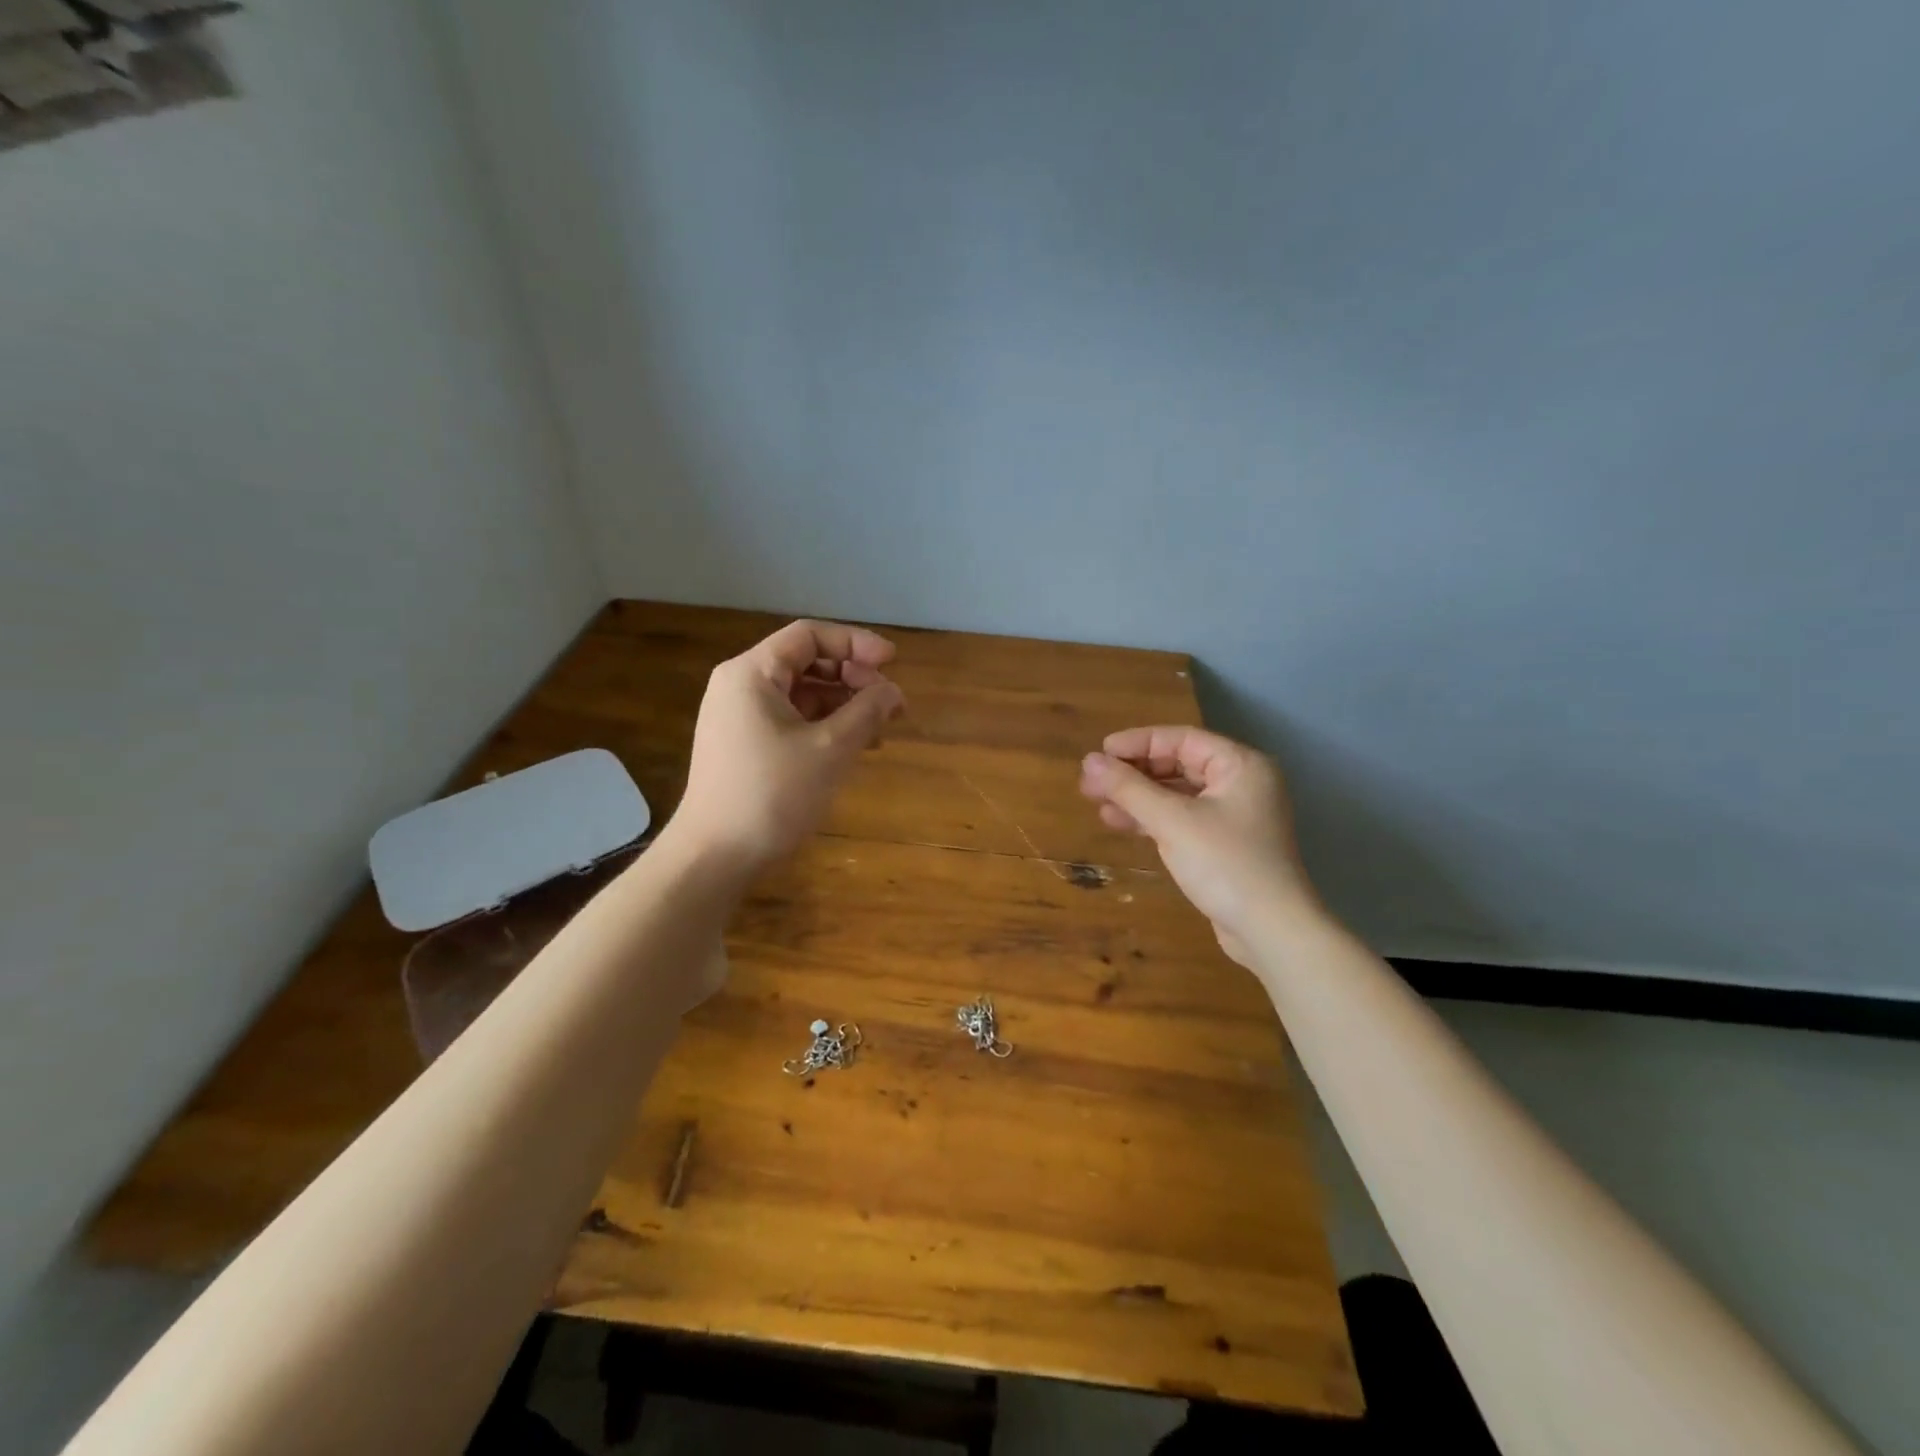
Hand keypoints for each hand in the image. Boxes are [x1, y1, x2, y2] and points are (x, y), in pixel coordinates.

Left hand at [674, 620, 904, 873]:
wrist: (715, 857)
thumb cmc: (772, 795)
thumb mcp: (830, 749)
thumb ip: (867, 711)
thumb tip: (893, 691)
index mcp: (752, 673)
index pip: (809, 636)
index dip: (856, 643)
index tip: (893, 663)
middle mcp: (741, 686)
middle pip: (806, 663)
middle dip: (854, 677)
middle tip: (891, 703)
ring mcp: (740, 718)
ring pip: (802, 694)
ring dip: (844, 704)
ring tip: (881, 728)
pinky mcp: (745, 746)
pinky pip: (792, 720)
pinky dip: (825, 726)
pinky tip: (854, 746)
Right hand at [1079, 726, 1318, 965]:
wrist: (1272, 932)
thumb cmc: (1225, 864)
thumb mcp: (1172, 821)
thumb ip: (1129, 788)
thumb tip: (1088, 761)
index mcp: (1240, 765)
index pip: (1181, 739)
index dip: (1137, 743)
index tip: (1099, 753)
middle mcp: (1240, 783)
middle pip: (1177, 764)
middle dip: (1133, 773)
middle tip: (1091, 782)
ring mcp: (1233, 815)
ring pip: (1176, 794)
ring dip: (1137, 797)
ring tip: (1096, 802)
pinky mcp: (1223, 843)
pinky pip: (1181, 818)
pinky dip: (1152, 818)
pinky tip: (1119, 823)